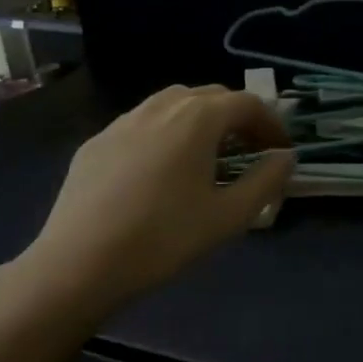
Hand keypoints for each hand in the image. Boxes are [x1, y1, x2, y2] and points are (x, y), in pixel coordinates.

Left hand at [8, 85, 292, 330]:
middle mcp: (161, 107)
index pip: (247, 103)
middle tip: (250, 152)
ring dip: (201, 120)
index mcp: (198, 118)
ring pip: (173, 104)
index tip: (281, 151)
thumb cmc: (164, 238)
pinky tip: (162, 170)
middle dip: (237, 118)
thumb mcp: (230, 215)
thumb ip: (266, 180)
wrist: (77, 265)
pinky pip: (143, 124)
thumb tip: (285, 157)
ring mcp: (124, 121)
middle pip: (211, 96)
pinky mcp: (96, 142)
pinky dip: (166, 133)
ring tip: (208, 155)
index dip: (271, 123)